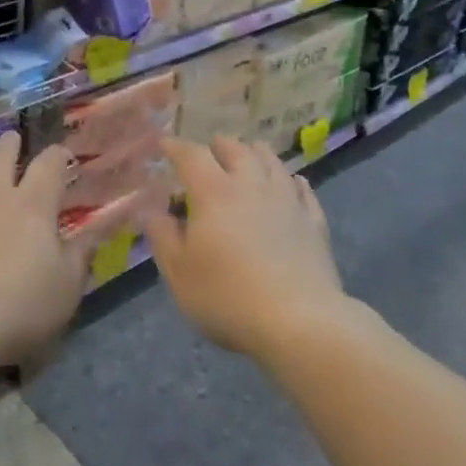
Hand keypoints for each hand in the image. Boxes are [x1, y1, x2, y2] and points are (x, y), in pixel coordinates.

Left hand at [0, 133, 86, 374]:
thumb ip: (82, 252)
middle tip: (13, 140)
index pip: (49, 165)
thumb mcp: (65, 289)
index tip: (62, 156)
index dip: (57, 156)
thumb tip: (102, 224)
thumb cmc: (14, 312)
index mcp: (32, 206)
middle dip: (10, 143)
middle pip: (0, 154)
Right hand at [144, 137, 347, 360]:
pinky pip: (303, 189)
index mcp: (214, 192)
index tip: (165, 144)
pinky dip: (292, 180)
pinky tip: (293, 181)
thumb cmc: (227, 296)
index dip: (176, 147)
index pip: (192, 156)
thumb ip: (162, 236)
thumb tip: (151, 211)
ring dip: (256, 153)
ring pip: (272, 162)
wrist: (299, 321)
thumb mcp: (179, 272)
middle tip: (210, 147)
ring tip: (250, 152)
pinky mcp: (314, 222)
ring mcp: (288, 201)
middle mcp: (252, 186)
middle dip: (219, 145)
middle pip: (236, 150)